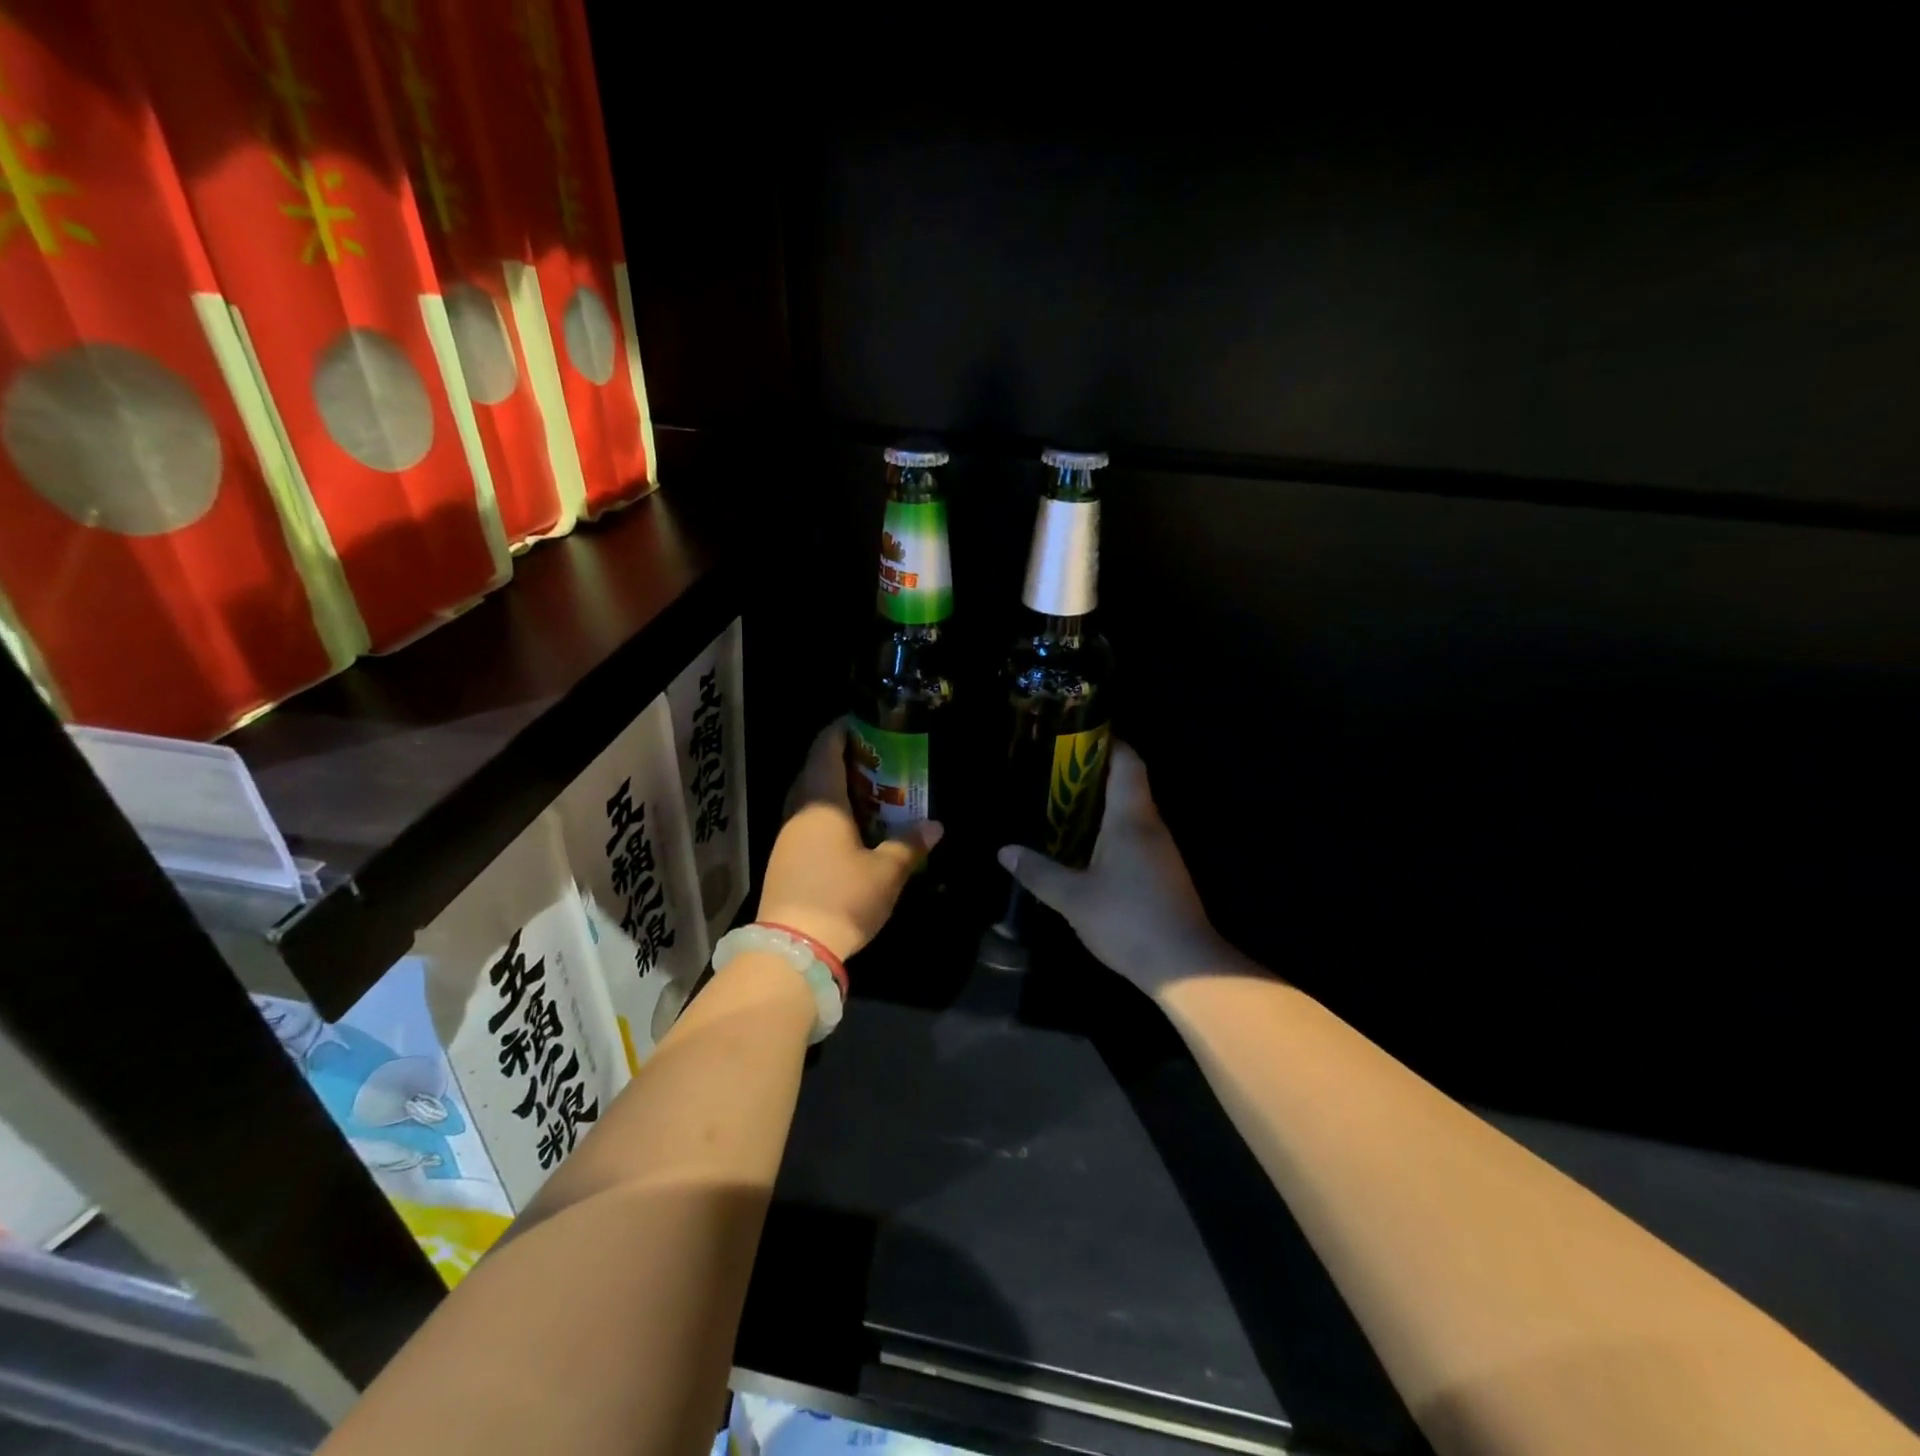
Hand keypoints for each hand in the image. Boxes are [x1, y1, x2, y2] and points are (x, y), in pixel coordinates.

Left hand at [755, 721, 943, 961]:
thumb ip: (910, 845)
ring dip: (834, 788)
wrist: (793, 948)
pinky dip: (826, 812)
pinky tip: (849, 828)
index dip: (841, 730)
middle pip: (815, 769)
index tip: (864, 723)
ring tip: (868, 792)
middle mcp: (799, 810)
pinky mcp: (783, 857)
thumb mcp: (886, 872)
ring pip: (809, 796)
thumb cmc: (842, 898)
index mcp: (822, 801)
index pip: (825, 748)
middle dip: (843, 759)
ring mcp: (787, 834)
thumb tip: (935, 826)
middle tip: (877, 760)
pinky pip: (806, 819)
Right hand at [998, 742, 1254, 996]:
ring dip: (1101, 805)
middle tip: (1055, 774)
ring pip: (1131, 812)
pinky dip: (1110, 830)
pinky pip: (1135, 836)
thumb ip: (1038, 872)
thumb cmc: (1127, 920)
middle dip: (1094, 774)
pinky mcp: (1164, 872)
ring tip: (1062, 807)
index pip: (1127, 762)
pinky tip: (1085, 848)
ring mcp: (1162, 850)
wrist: (1185, 966)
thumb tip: (1004, 851)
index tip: (1077, 737)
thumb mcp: (1073, 897)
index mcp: (1131, 818)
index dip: (1107, 742)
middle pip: (1128, 783)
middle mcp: (1151, 825)